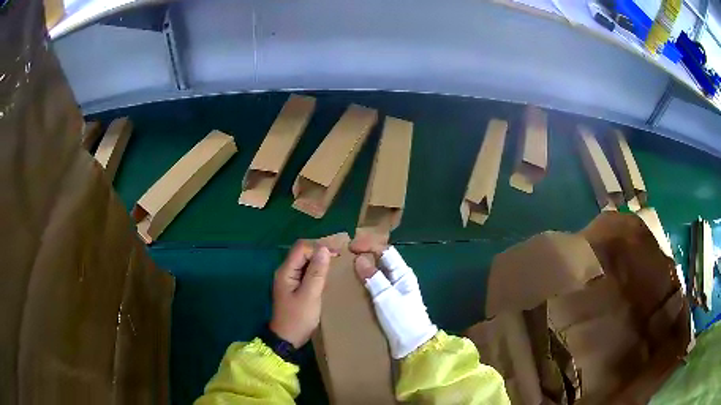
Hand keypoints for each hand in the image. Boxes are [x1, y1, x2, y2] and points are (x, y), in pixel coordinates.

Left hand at [270, 240, 332, 347]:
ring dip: (319, 259)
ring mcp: (289, 279)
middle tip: (340, 255)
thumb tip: (324, 249)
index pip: (302, 248)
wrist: (287, 339)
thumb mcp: (310, 296)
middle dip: (320, 250)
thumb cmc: (298, 318)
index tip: (338, 252)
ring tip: (337, 262)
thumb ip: (316, 272)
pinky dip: (317, 269)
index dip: (319, 246)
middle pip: (302, 252)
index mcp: (286, 271)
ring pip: (304, 261)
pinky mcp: (294, 286)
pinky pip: (306, 271)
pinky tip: (328, 274)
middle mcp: (285, 271)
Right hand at [350, 237, 437, 358]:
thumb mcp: (386, 297)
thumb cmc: (401, 319)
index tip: (350, 247)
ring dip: (363, 269)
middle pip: (381, 260)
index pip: (386, 251)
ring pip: (377, 272)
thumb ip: (374, 278)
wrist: (411, 345)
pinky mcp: (388, 301)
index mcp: (403, 273)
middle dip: (364, 255)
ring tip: (344, 268)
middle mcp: (399, 278)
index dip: (369, 246)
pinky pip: (375, 285)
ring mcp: (394, 290)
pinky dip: (364, 282)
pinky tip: (352, 284)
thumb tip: (360, 259)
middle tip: (344, 256)